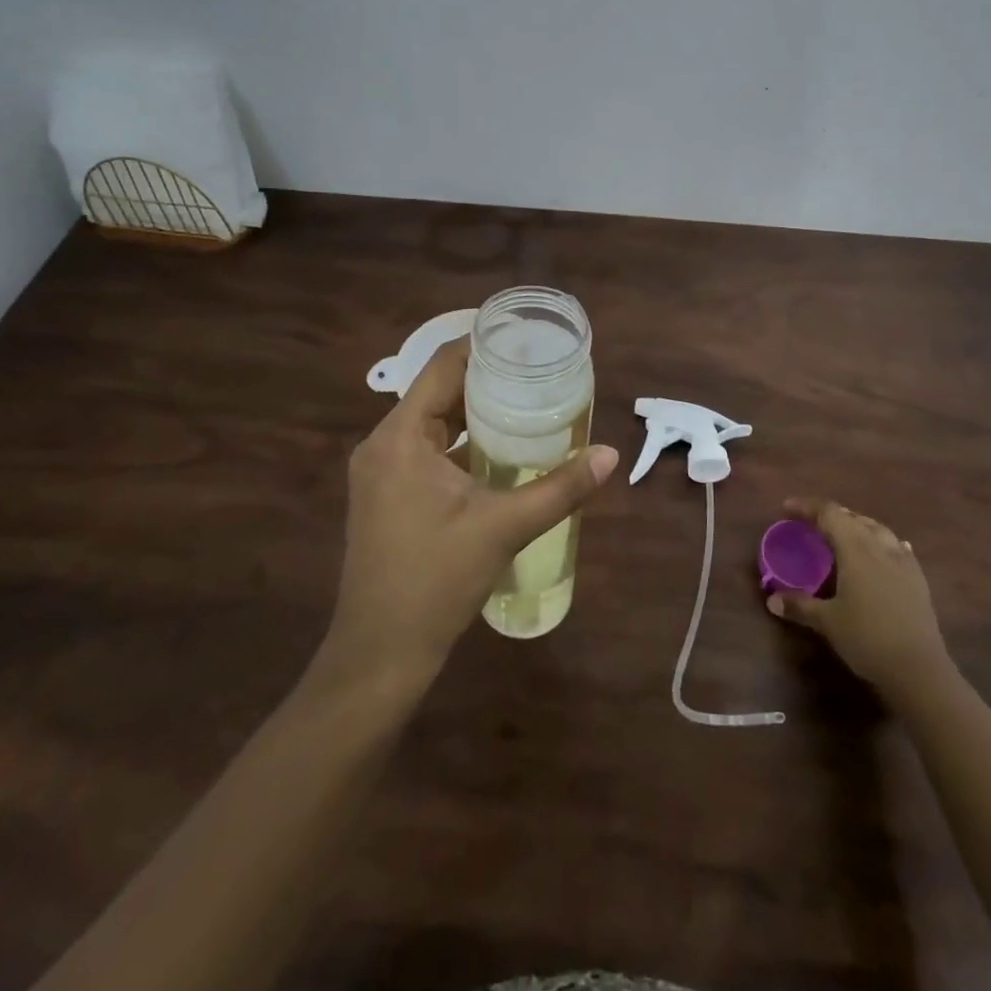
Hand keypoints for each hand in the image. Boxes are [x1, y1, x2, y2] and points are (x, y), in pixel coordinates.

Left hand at [331, 338, 618, 678]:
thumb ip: (559, 488)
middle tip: (537, 368)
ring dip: (474, 410)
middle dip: (485, 377)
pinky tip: (499, 448)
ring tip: (526, 399)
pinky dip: (460, 440)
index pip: (442, 367)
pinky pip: (426, 448)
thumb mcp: (503, 528)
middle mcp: (383, 444)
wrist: (379, 653)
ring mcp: (380, 471)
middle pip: (437, 391)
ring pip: (432, 422)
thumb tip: (610, 455)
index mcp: (400, 438)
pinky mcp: (386, 494)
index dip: (480, 345)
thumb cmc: (435, 581)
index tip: (522, 336)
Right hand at [767, 498, 950, 699]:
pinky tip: (881, 552)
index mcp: (856, 549)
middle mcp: (880, 547)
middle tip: (810, 523)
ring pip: (877, 529)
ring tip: (843, 534)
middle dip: (830, 515)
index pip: (829, 514)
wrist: (920, 670)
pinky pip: (897, 546)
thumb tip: (771, 600)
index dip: (806, 507)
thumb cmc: (868, 639)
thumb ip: (799, 606)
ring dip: (856, 525)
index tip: (786, 508)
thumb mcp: (827, 622)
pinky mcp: (918, 579)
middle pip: (853, 517)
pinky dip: (881, 542)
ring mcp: (903, 561)